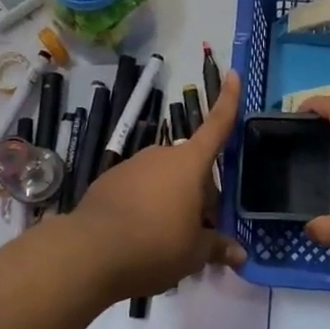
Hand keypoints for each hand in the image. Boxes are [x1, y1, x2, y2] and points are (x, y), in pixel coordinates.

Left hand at [62, 70, 246, 301]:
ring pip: (164, 179)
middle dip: (201, 194)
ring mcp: (132, 165)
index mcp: (189, 163)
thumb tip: (241, 255)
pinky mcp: (109, 181)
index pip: (217, 125)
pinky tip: (140, 237)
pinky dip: (146, 206)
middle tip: (202, 232)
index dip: (228, 100)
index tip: (234, 73)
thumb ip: (217, 247)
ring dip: (173, 200)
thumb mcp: (194, 253)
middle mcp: (161, 155)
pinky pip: (139, 189)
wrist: (88, 253)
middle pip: (192, 167)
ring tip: (170, 240)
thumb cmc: (155, 245)